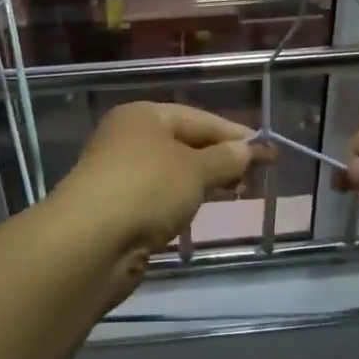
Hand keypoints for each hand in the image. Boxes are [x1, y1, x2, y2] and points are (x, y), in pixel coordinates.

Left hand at [52, 102, 262, 259]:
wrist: (90, 242)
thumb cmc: (147, 189)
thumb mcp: (195, 169)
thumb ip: (225, 158)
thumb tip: (249, 149)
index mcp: (144, 116)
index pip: (198, 118)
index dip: (234, 134)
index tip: (267, 151)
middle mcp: (128, 138)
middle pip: (184, 143)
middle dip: (220, 158)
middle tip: (255, 175)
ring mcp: (119, 173)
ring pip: (172, 171)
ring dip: (203, 180)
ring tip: (236, 193)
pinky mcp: (116, 207)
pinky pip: (159, 196)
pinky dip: (181, 200)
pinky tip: (198, 211)